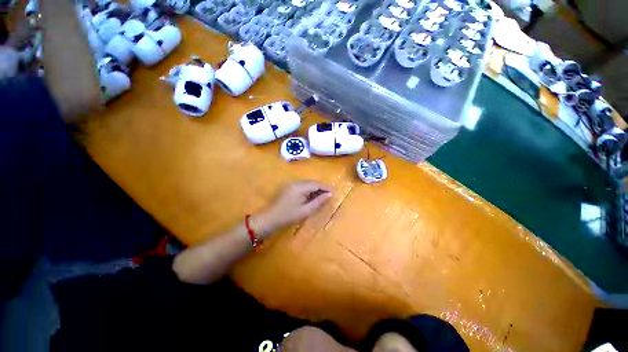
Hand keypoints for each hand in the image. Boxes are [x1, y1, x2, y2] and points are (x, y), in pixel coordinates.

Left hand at [252, 181, 331, 238]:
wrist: (270, 218)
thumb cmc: (289, 216)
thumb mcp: (306, 210)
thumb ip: (318, 201)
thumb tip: (330, 194)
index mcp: (300, 187)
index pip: (316, 184)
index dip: (325, 187)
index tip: (333, 193)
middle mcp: (296, 182)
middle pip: (312, 182)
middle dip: (321, 188)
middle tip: (328, 196)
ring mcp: (291, 184)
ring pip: (307, 183)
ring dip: (315, 188)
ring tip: (321, 197)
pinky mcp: (289, 187)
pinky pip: (302, 185)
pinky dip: (308, 190)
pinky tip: (310, 197)